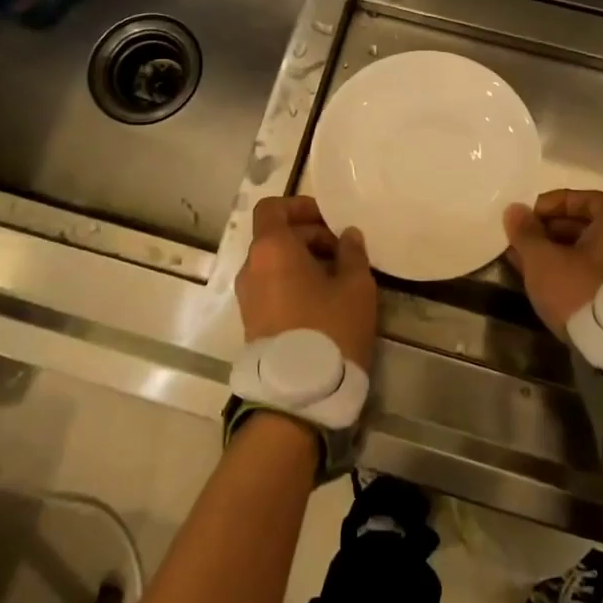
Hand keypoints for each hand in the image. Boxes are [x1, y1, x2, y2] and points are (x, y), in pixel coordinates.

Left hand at [237, 196, 377, 370]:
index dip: (300, 207)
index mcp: (271, 249)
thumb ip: (352, 253)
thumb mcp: (356, 287)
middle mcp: (251, 268)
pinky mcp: (252, 322)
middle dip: (310, 237)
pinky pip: (271, 287)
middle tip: (344, 253)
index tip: (328, 220)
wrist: (299, 395)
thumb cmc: (330, 328)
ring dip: (303, 262)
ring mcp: (247, 297)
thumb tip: (348, 235)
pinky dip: (293, 283)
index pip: (272, 208)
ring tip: (338, 279)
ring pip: (274, 264)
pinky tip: (323, 302)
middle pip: (276, 236)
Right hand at [504, 189, 602, 338]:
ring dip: (554, 253)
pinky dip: (566, 271)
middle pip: (585, 225)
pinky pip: (589, 273)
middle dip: (549, 230)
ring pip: (584, 252)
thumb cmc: (581, 289)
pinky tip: (541, 281)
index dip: (554, 202)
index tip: (529, 215)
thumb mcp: (543, 259)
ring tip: (523, 262)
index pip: (585, 198)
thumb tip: (515, 210)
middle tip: (522, 240)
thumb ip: (526, 233)